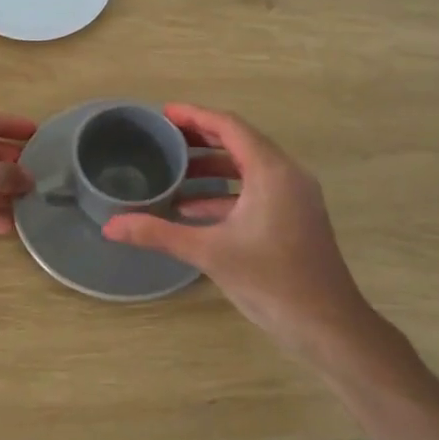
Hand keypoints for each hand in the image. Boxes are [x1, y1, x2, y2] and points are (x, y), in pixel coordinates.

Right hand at [101, 105, 396, 366]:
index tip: (163, 114)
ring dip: (212, 167)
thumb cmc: (271, 281)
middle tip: (162, 139)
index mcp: (271, 171)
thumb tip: (110, 227)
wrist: (327, 325)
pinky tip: (192, 208)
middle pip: (240, 142)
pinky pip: (256, 189)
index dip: (195, 116)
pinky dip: (225, 192)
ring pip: (248, 167)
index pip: (230, 127)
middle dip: (200, 139)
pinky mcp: (295, 217)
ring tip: (172, 171)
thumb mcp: (209, 253)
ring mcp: (294, 197)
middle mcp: (287, 175)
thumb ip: (159, 234)